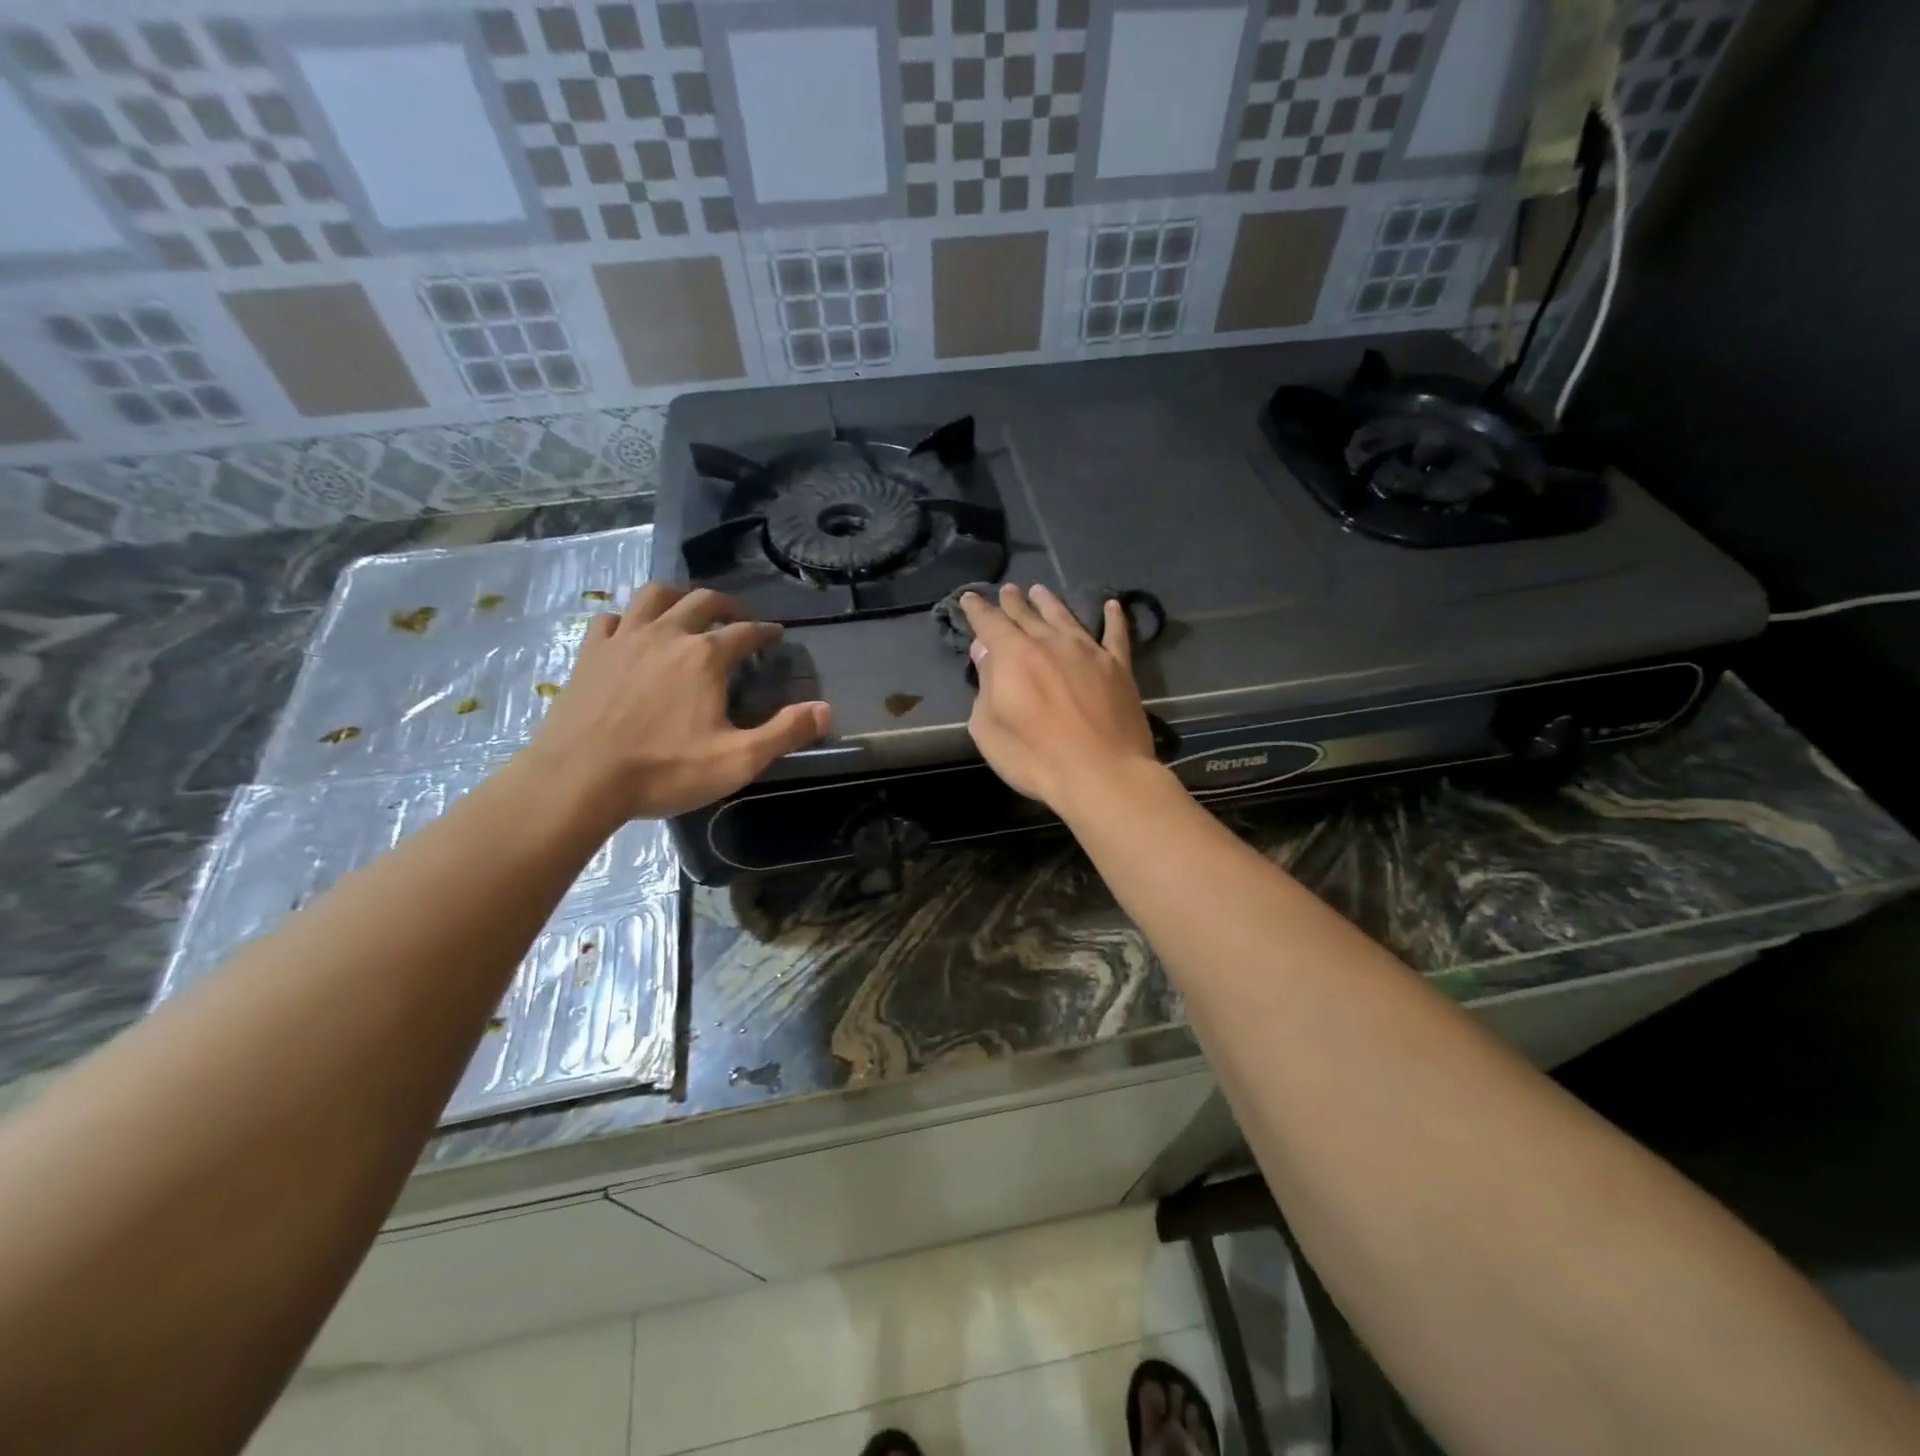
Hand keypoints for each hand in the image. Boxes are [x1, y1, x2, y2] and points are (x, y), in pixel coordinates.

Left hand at [522, 585, 829, 822]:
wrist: (578, 780)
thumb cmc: (664, 770)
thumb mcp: (738, 760)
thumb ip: (785, 732)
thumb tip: (826, 710)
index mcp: (705, 657)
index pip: (745, 632)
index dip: (765, 631)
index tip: (776, 634)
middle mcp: (666, 635)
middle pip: (701, 601)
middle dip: (726, 604)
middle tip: (738, 617)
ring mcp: (623, 640)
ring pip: (653, 597)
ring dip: (677, 597)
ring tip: (686, 610)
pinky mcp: (590, 654)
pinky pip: (610, 620)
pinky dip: (627, 619)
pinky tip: (631, 633)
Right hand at [960, 583, 1157, 813]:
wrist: (1102, 774)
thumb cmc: (1035, 757)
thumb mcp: (989, 729)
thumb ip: (985, 686)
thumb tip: (985, 651)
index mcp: (1014, 655)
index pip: (990, 623)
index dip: (977, 609)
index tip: (969, 598)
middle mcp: (1050, 643)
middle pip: (1027, 614)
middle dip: (1013, 602)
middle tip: (1008, 590)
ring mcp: (1088, 652)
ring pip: (1065, 616)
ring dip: (1050, 602)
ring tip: (1040, 590)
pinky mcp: (1118, 668)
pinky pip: (1115, 635)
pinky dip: (1114, 618)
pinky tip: (1112, 605)